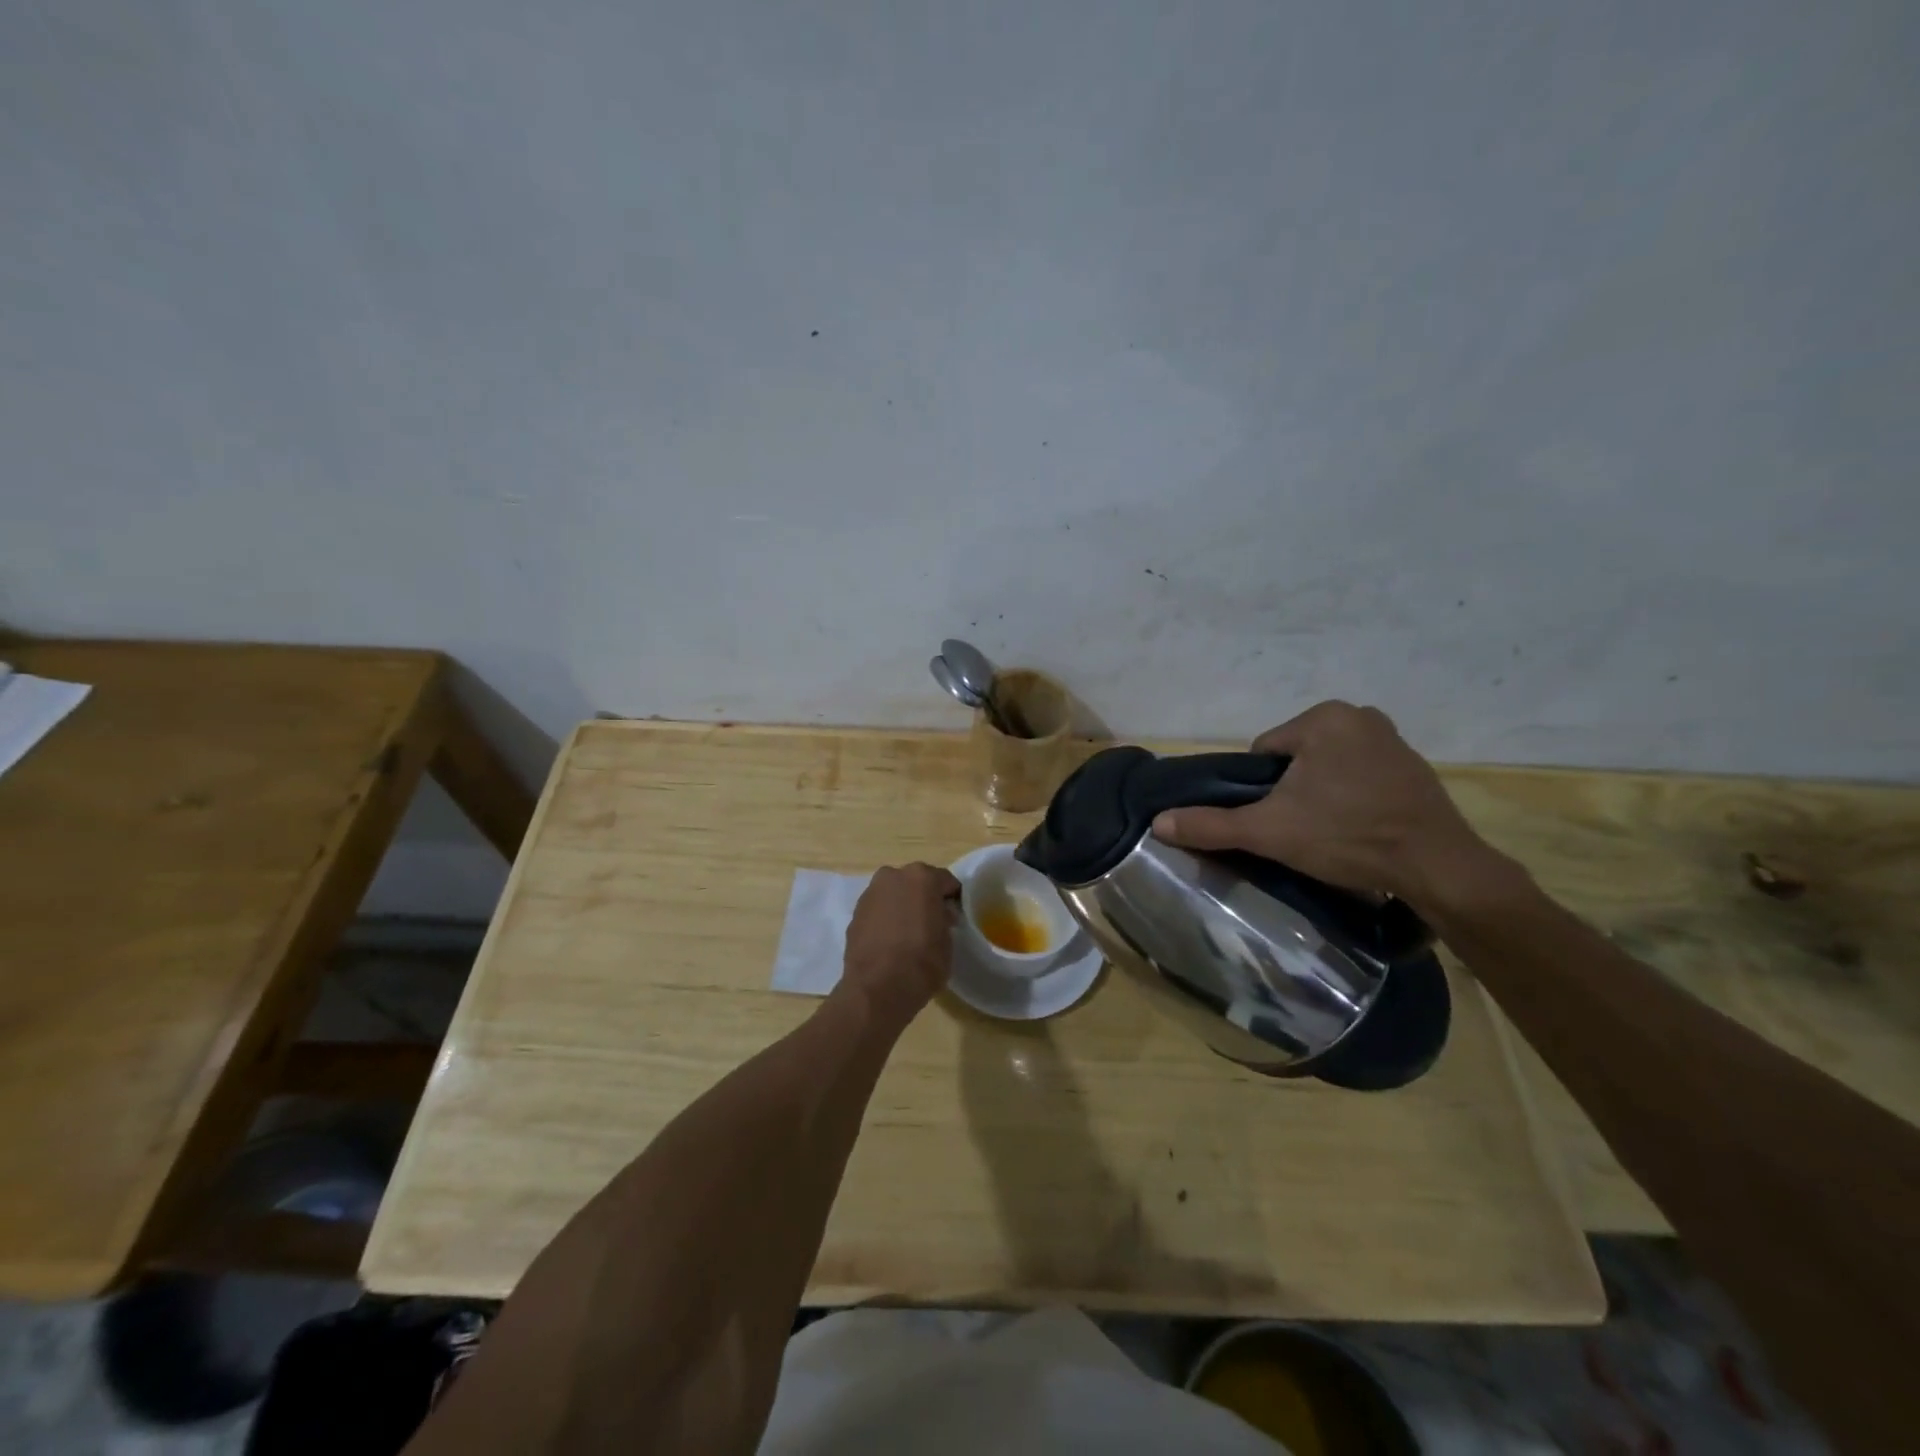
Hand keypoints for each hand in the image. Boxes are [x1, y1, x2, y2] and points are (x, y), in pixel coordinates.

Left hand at [841, 863, 960, 1025]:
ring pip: (894, 894)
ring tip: (908, 933)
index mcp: (922, 877)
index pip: (945, 881)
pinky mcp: (854, 913)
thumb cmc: (922, 962)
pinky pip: (878, 910)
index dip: (952, 898)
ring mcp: (870, 893)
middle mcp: (893, 876)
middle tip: (932, 922)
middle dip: (924, 898)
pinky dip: (885, 919)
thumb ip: (944, 921)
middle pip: (915, 883)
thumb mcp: (948, 942)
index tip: (955, 915)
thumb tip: (939, 916)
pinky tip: (890, 941)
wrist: (877, 988)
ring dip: (902, 906)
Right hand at [1152, 701, 1503, 911]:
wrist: (1439, 869)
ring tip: (1330, 834)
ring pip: (1327, 768)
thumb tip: (1158, 822)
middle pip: (1295, 759)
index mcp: (1324, 717)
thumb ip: (1211, 824)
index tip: (1278, 821)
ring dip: (1320, 795)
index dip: (1260, 791)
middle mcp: (1360, 715)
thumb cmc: (1347, 836)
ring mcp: (1393, 740)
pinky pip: (1360, 776)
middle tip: (1302, 831)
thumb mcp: (1269, 831)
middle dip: (1292, 792)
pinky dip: (1352, 798)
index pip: (1264, 753)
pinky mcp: (1415, 767)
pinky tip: (1358, 828)